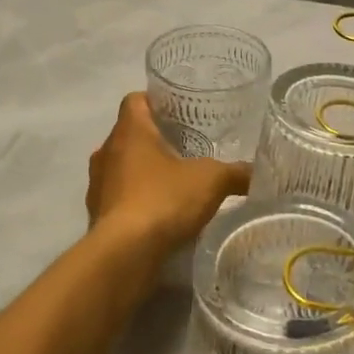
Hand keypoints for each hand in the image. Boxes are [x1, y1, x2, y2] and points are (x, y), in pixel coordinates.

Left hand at [86, 93, 250, 257]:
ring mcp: (98, 184)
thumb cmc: (164, 199)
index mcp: (129, 131)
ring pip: (122, 167)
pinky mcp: (97, 214)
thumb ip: (236, 173)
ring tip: (175, 182)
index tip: (179, 112)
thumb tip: (257, 172)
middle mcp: (107, 151)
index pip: (135, 100)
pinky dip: (136, 200)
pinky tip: (161, 213)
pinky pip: (119, 197)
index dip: (156, 101)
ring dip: (144, 172)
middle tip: (187, 147)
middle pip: (130, 134)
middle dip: (156, 139)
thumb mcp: (212, 181)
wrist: (124, 254)